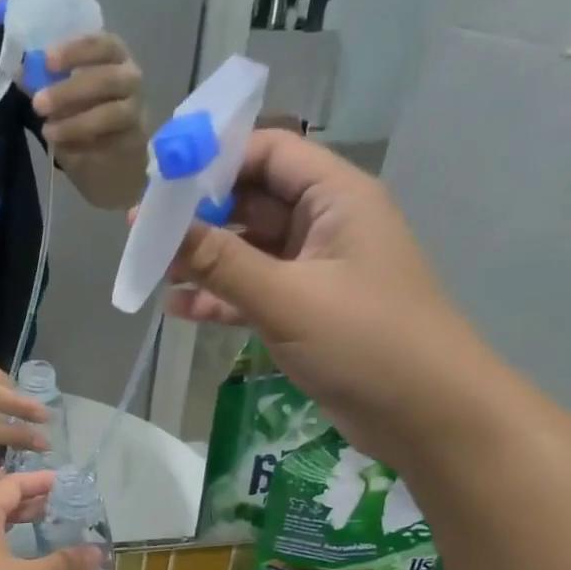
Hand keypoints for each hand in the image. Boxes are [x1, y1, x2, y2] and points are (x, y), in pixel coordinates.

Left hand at [33, 33, 145, 164]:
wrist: (110, 167)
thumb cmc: (86, 121)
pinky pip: (111, 141)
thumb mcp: (62, 100)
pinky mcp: (134, 142)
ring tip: (48, 132)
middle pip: (107, 78)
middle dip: (70, 90)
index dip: (75, 50)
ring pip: (112, 112)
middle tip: (38, 103)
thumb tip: (20, 71)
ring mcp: (135, 112)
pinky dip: (85, 144)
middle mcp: (129, 80)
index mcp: (113, 59)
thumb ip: (46, 83)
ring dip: (76, 122)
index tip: (47, 60)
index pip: (102, 44)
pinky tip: (64, 148)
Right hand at [165, 130, 489, 458]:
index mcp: (336, 197)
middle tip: (143, 230)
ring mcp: (315, 270)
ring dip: (203, 260)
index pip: (268, 152)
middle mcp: (325, 224)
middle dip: (199, 215)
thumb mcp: (287, 298)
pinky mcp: (306, 311)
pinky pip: (253, 292)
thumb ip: (221, 262)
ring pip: (248, 250)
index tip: (160, 180)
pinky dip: (219, 298)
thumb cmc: (366, 342)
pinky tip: (178, 310)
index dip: (214, 159)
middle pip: (252, 200)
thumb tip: (159, 228)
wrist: (427, 416)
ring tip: (151, 270)